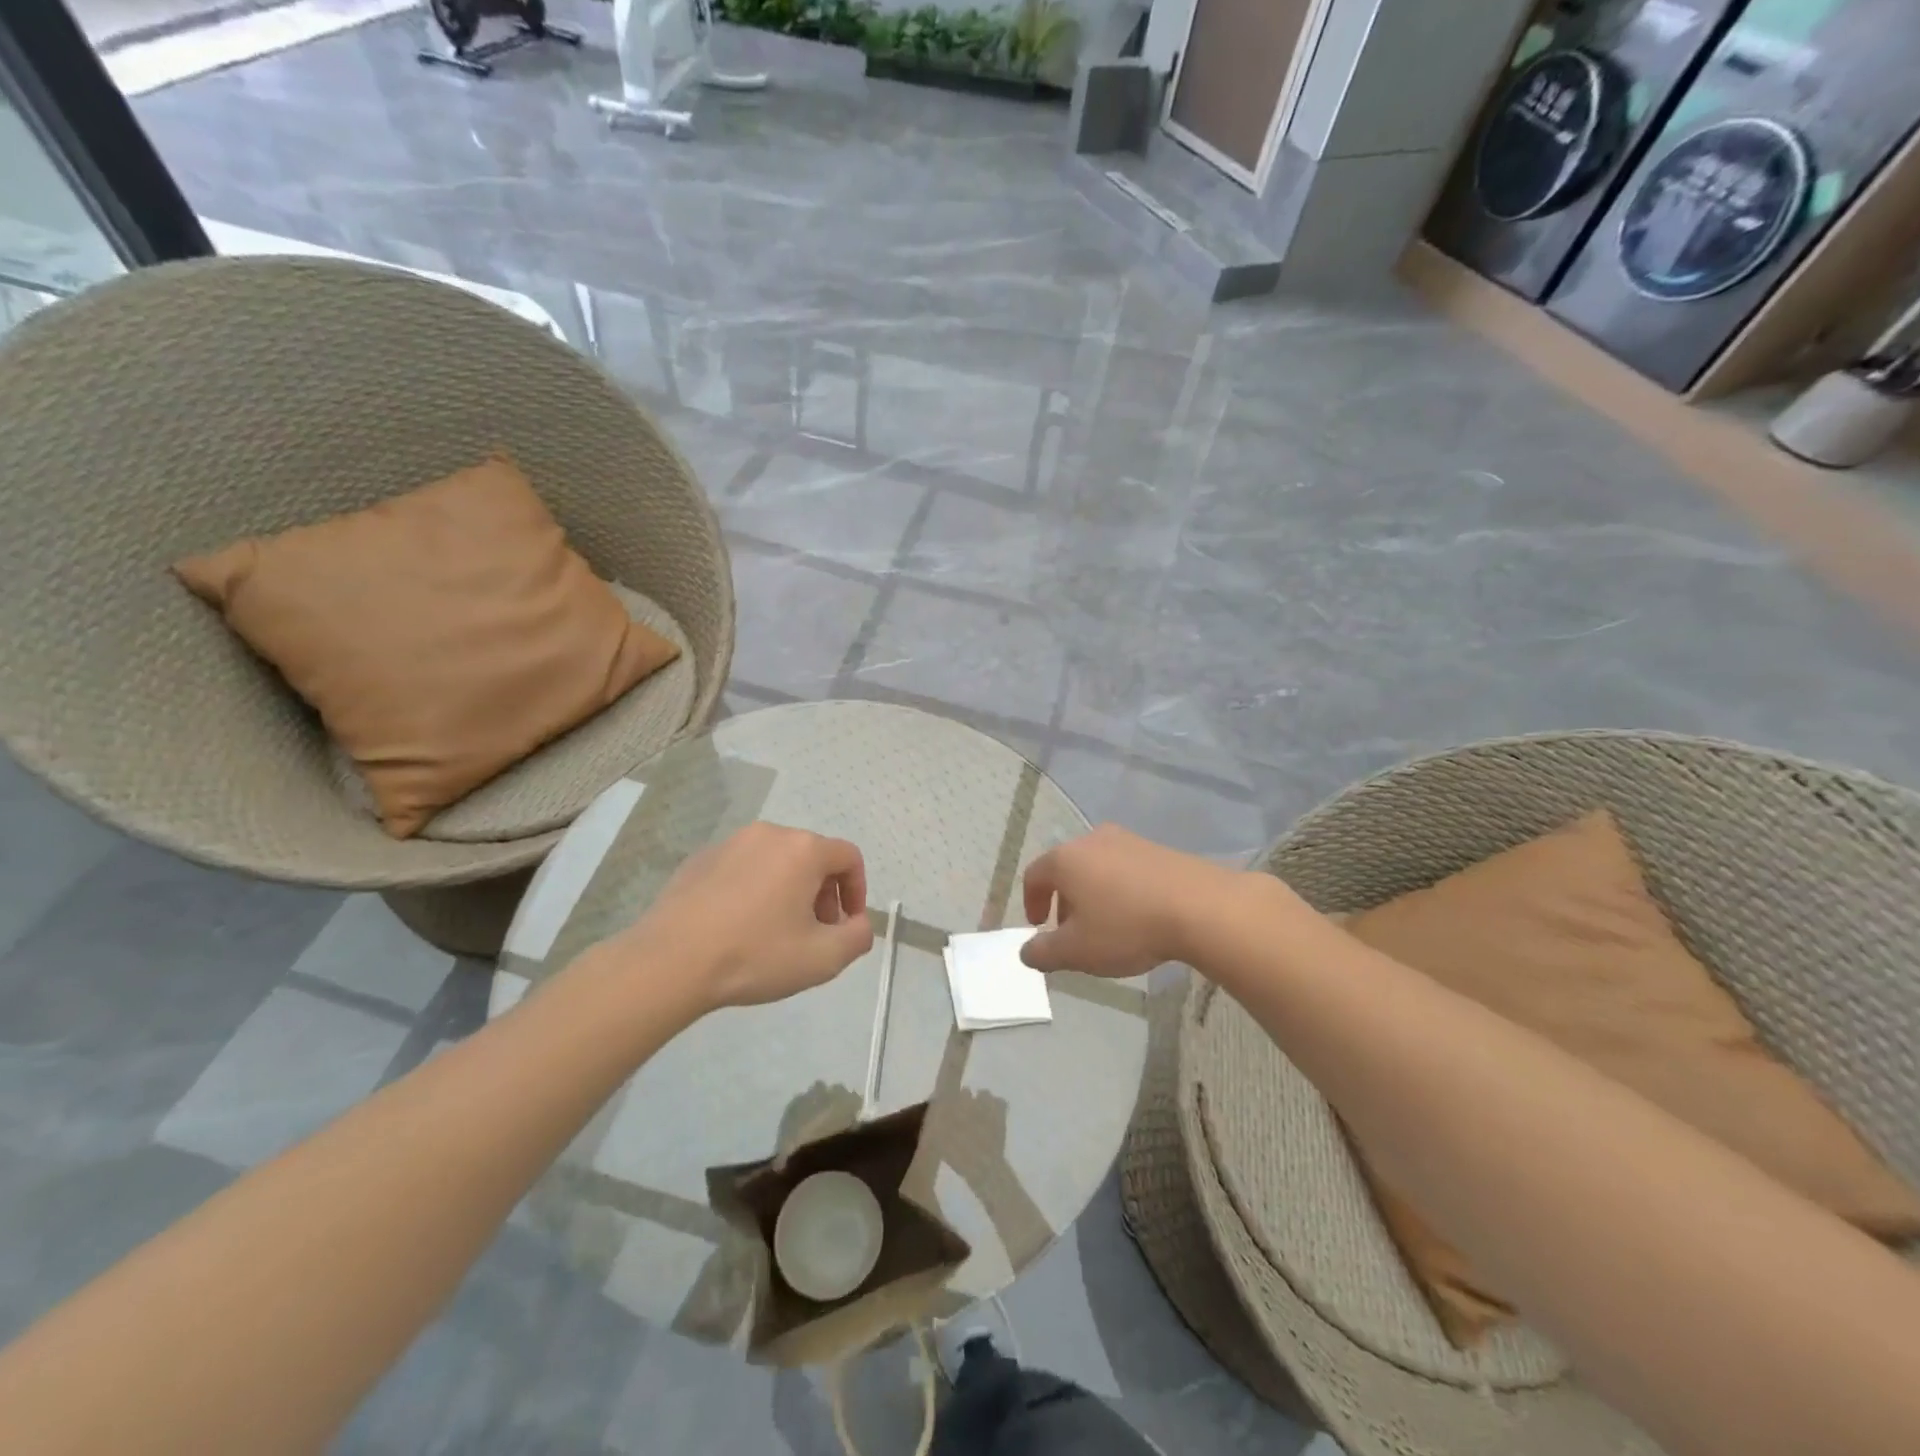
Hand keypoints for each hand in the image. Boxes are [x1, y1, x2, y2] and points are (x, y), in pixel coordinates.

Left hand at [609, 822, 874, 1012]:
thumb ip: (858, 937)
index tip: (846, 925)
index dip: (857, 891)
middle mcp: (770, 834)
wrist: (669, 962)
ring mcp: (730, 843)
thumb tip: (859, 923)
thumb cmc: (755, 955)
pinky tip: (738, 927)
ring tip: (775, 932)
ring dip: (788, 891)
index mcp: (803, 849)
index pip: (848, 857)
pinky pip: (742, 869)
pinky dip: (753, 890)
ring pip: (776, 861)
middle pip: (812, 857)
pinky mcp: (700, 860)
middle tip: (814, 932)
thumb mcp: (823, 958)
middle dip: (822, 893)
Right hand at [1020, 824, 1237, 976]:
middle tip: (1072, 931)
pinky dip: (1121, 889)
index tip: (1039, 926)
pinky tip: (1138, 915)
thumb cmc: (1127, 926)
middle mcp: (1092, 840)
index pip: (1034, 875)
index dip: (1031, 902)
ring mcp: (1128, 840)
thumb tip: (1026, 952)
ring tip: (1107, 926)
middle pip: (1067, 869)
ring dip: (1093, 894)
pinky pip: (1127, 868)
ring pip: (1097, 867)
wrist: (1200, 906)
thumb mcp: (1077, 951)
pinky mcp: (1158, 848)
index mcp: (1065, 859)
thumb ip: (1044, 953)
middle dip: (1064, 901)